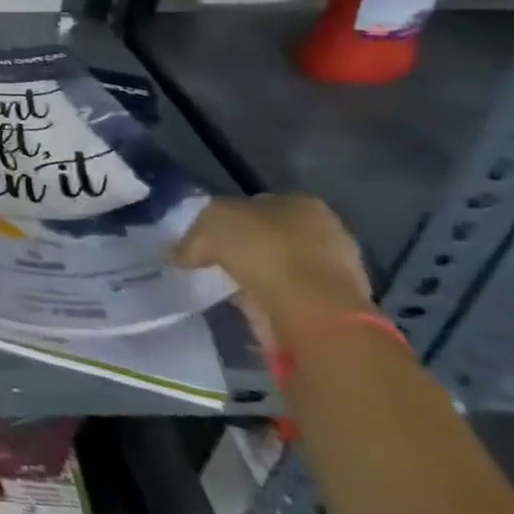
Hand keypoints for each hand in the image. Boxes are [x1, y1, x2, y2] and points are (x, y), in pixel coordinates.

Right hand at [172, 194, 371, 354]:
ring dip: (258, 277)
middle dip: (246, 248)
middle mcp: (325, 232)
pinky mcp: (334, 307)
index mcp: (302, 203)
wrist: (311, 311)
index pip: (258, 204)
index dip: (229, 218)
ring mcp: (335, 272)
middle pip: (273, 236)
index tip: (208, 237)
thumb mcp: (210, 226)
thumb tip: (178, 254)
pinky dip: (268, 301)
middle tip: (215, 261)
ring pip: (281, 268)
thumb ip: (193, 237)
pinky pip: (288, 297)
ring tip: (227, 287)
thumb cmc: (264, 250)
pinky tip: (246, 306)